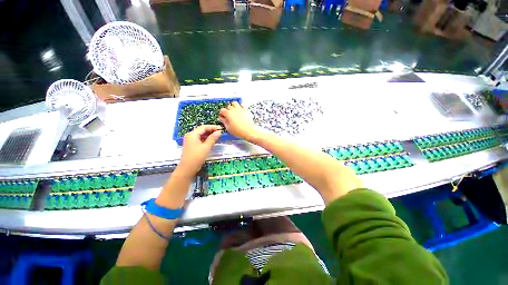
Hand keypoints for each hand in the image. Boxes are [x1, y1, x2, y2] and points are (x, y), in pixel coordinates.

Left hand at [179, 125, 221, 174]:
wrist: (187, 168)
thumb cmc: (196, 157)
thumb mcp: (206, 147)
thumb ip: (213, 138)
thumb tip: (219, 132)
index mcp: (192, 134)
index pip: (204, 127)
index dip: (213, 127)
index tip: (221, 128)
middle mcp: (190, 135)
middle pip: (202, 130)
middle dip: (211, 130)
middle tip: (220, 132)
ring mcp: (190, 140)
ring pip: (201, 134)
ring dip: (209, 134)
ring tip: (217, 136)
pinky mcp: (191, 145)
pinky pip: (200, 139)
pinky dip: (206, 139)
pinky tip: (212, 140)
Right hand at [219, 101, 261, 142]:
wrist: (248, 131)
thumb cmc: (238, 131)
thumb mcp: (228, 128)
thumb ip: (224, 122)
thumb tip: (221, 118)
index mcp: (228, 114)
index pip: (222, 110)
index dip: (221, 113)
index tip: (222, 116)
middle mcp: (233, 109)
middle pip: (228, 106)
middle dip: (227, 109)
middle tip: (228, 114)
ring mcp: (240, 109)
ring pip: (234, 103)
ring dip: (233, 105)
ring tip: (233, 110)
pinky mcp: (245, 110)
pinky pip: (242, 104)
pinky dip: (240, 105)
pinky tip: (240, 108)